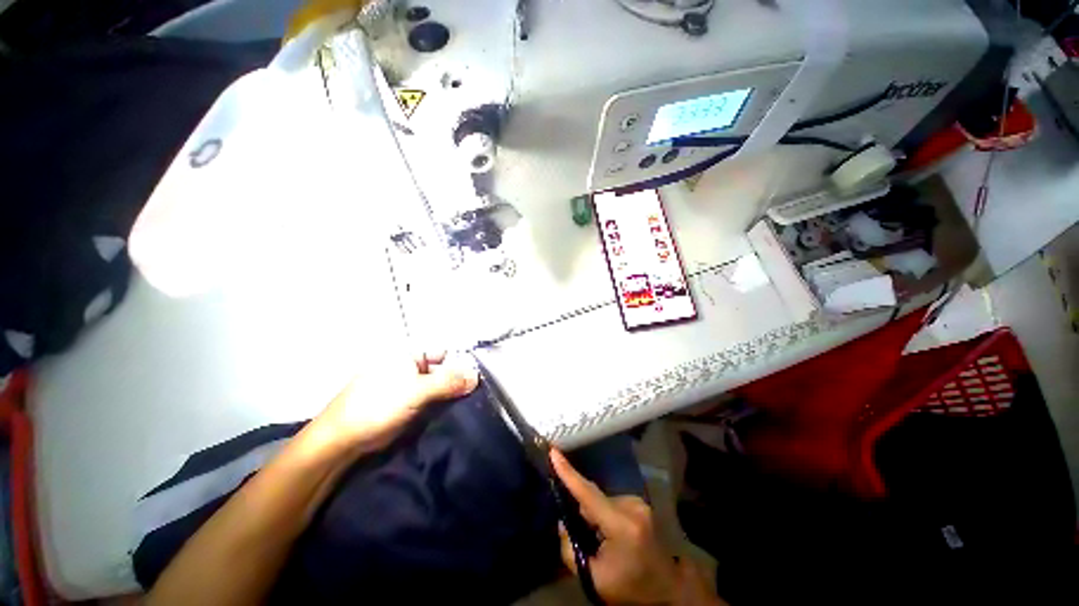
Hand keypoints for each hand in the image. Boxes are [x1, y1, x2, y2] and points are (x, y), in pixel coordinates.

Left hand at [309, 351, 478, 455]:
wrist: (343, 440)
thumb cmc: (378, 406)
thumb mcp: (416, 390)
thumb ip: (448, 382)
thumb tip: (477, 376)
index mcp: (409, 355)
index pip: (445, 352)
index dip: (462, 362)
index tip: (480, 377)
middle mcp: (412, 367)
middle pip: (444, 369)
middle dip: (459, 380)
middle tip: (478, 394)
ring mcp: (411, 387)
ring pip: (440, 387)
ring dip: (453, 395)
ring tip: (472, 404)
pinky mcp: (410, 405)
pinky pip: (433, 400)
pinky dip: (444, 405)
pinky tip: (458, 413)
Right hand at [551, 449, 678, 604]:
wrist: (666, 590)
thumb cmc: (629, 587)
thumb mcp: (594, 578)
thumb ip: (571, 550)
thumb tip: (562, 523)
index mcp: (621, 525)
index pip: (588, 494)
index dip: (568, 473)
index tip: (554, 452)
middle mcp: (632, 507)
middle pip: (594, 497)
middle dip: (583, 510)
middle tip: (582, 533)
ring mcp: (639, 503)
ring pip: (603, 499)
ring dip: (595, 513)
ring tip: (600, 539)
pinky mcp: (641, 504)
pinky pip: (612, 501)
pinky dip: (605, 513)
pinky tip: (611, 534)